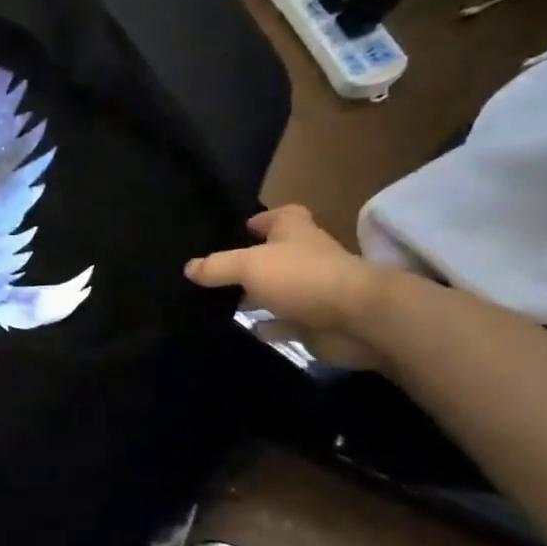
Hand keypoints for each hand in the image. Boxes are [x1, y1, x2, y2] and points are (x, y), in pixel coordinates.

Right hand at [186, 205, 384, 368]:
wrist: (358, 319)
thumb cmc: (303, 278)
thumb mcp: (250, 265)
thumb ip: (217, 266)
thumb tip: (189, 267)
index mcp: (296, 232)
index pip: (282, 216)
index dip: (263, 219)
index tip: (242, 227)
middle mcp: (306, 257)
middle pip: (277, 254)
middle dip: (253, 260)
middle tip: (218, 270)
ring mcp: (313, 291)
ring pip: (279, 289)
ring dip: (258, 295)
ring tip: (221, 301)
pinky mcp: (315, 321)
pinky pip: (285, 322)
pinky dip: (269, 325)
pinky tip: (247, 329)